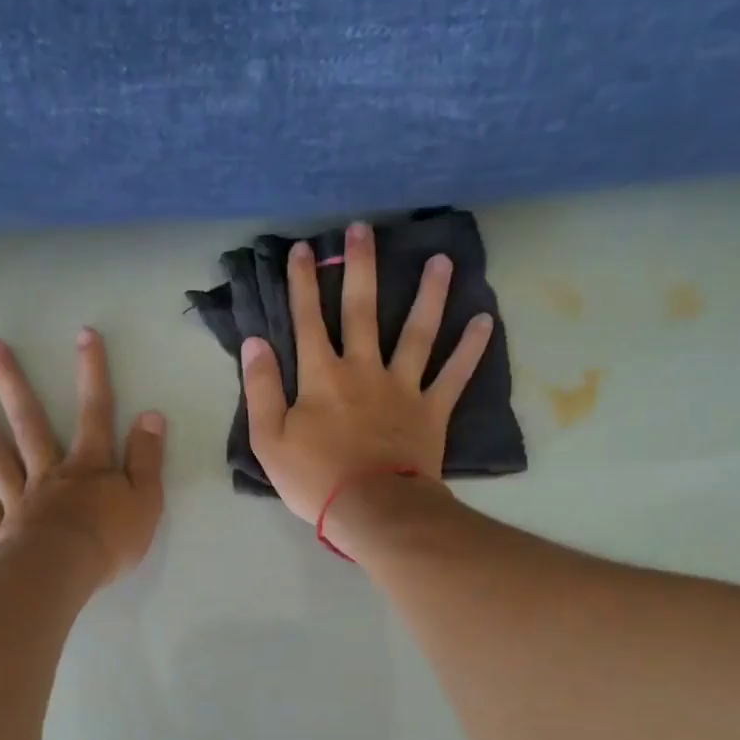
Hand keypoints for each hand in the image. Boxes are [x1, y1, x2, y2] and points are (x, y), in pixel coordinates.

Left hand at [0, 329, 165, 585]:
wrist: (63, 575)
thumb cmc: (109, 541)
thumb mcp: (146, 501)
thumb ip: (147, 459)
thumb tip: (151, 415)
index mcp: (88, 467)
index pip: (94, 413)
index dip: (92, 374)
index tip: (85, 335)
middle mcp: (49, 473)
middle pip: (30, 422)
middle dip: (13, 383)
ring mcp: (18, 498)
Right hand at [241, 221, 494, 522]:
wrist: (374, 510)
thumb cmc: (315, 479)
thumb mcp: (269, 441)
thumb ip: (260, 389)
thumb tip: (254, 342)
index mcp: (322, 377)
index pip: (307, 320)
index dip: (302, 284)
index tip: (302, 249)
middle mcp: (364, 370)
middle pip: (362, 310)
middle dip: (359, 267)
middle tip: (364, 228)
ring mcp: (403, 387)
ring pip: (417, 331)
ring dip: (429, 294)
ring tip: (441, 260)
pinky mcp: (432, 411)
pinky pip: (454, 375)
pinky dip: (470, 349)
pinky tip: (485, 320)